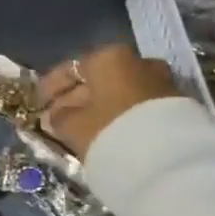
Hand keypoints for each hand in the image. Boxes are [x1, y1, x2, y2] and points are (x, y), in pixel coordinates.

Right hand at [37, 43, 177, 160]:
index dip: (50, 87)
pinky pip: (137, 104)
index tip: (38, 102)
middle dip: (76, 97)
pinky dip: (120, 114)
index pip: (69, 69)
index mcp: (108, 57)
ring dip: (100, 106)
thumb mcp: (72, 126)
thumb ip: (59, 117)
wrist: (167, 158)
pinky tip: (108, 131)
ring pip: (120, 91)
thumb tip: (56, 115)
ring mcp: (161, 81)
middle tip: (58, 117)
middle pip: (98, 78)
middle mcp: (138, 61)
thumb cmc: (110, 130)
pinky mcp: (176, 104)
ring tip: (82, 128)